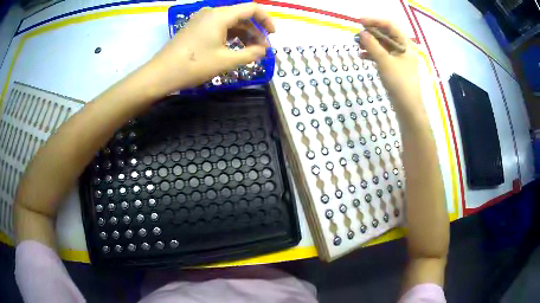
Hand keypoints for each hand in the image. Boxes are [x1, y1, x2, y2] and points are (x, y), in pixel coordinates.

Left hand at [148, 3, 274, 91]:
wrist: (160, 74)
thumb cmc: (193, 65)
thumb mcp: (225, 61)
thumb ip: (250, 54)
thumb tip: (264, 50)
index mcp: (221, 15)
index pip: (252, 9)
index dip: (266, 20)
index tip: (272, 35)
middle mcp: (212, 12)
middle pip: (241, 16)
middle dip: (255, 31)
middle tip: (262, 50)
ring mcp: (202, 19)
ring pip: (230, 22)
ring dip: (243, 35)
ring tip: (250, 52)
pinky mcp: (195, 28)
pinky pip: (218, 27)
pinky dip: (230, 36)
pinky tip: (233, 49)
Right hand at [357, 19, 423, 119]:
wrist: (407, 107)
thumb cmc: (399, 82)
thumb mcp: (384, 61)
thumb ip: (372, 45)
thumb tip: (361, 33)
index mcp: (405, 44)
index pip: (390, 25)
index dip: (374, 21)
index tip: (359, 22)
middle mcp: (403, 49)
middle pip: (386, 34)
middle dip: (371, 33)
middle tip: (357, 35)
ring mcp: (399, 59)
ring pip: (383, 45)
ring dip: (370, 43)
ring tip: (358, 45)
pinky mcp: (395, 67)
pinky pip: (383, 55)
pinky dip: (373, 54)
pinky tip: (363, 56)